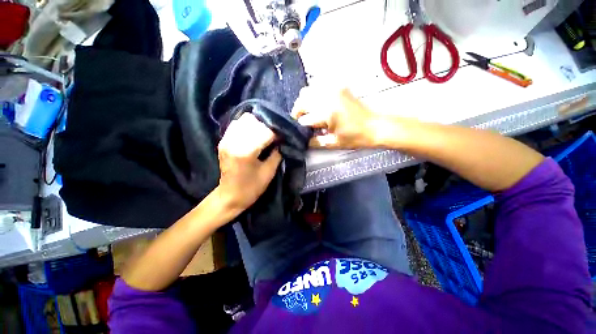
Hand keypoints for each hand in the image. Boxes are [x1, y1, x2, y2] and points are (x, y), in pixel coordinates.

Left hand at [216, 113, 281, 211]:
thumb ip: (277, 154)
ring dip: (258, 123)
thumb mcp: (269, 172)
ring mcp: (226, 140)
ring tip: (266, 131)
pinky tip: (254, 132)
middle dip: (268, 126)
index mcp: (246, 152)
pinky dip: (248, 125)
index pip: (266, 132)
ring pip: (245, 119)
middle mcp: (234, 142)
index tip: (284, 135)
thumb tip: (281, 141)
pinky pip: (236, 124)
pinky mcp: (223, 141)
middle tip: (276, 133)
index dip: (277, 132)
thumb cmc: (252, 188)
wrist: (230, 196)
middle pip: (255, 122)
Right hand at [292, 87, 379, 148]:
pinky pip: (319, 86)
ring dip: (304, 102)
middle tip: (301, 121)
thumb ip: (315, 142)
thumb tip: (303, 140)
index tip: (301, 132)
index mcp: (327, 112)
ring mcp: (333, 89)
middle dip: (298, 111)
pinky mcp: (338, 87)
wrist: (375, 126)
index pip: (304, 119)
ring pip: (308, 90)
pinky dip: (314, 94)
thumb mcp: (334, 143)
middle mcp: (327, 97)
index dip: (301, 127)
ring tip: (309, 112)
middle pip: (302, 100)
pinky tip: (318, 104)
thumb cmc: (356, 137)